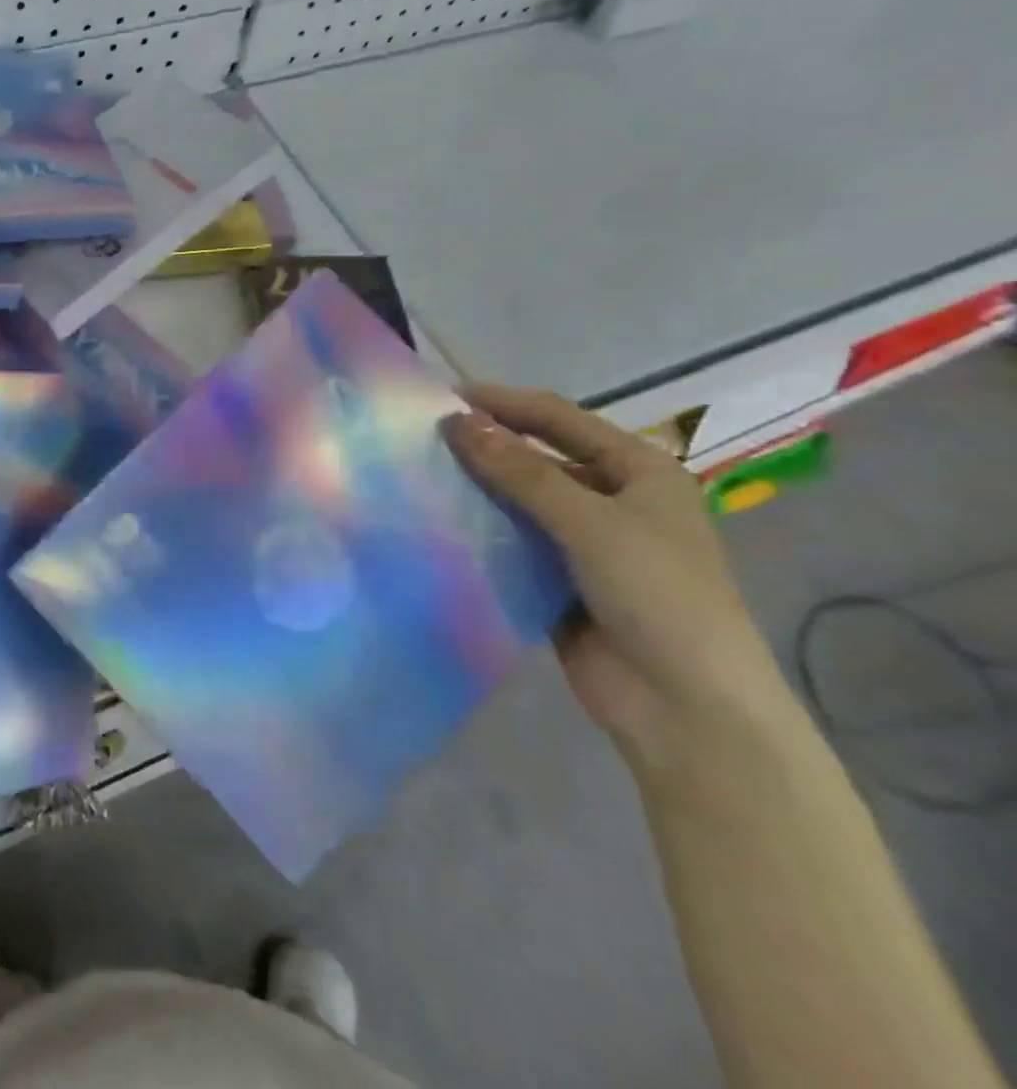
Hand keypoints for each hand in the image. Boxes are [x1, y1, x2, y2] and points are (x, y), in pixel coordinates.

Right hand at [446, 385, 792, 777]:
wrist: (686, 707)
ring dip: (476, 490)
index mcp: (637, 471)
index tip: (442, 396)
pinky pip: (510, 544)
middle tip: (421, 439)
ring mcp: (583, 542)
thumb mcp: (590, 522)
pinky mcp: (557, 580)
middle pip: (536, 458)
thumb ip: (520, 471)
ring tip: (416, 477)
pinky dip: (479, 533)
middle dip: (484, 446)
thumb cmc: (657, 595)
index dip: (503, 403)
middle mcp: (611, 499)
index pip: (559, 419)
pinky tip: (436, 526)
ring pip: (518, 502)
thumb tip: (456, 422)